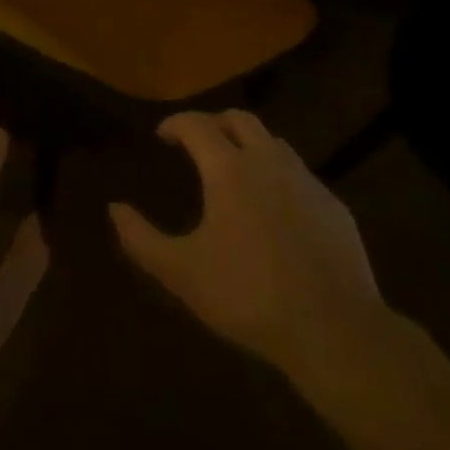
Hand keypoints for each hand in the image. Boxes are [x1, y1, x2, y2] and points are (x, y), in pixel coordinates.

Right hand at [110, 110, 404, 398]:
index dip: (175, 123)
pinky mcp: (334, 206)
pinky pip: (299, 174)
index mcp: (229, 170)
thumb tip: (114, 208)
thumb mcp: (181, 272)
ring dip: (248, 145)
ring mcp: (307, 182)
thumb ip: (140, 238)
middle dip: (214, 123)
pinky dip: (277, 175)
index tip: (162, 136)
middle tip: (196, 144)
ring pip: (274, 142)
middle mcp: (269, 162)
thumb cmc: (248, 295)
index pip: (197, 124)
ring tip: (234, 171)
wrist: (334, 329)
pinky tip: (273, 208)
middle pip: (240, 120)